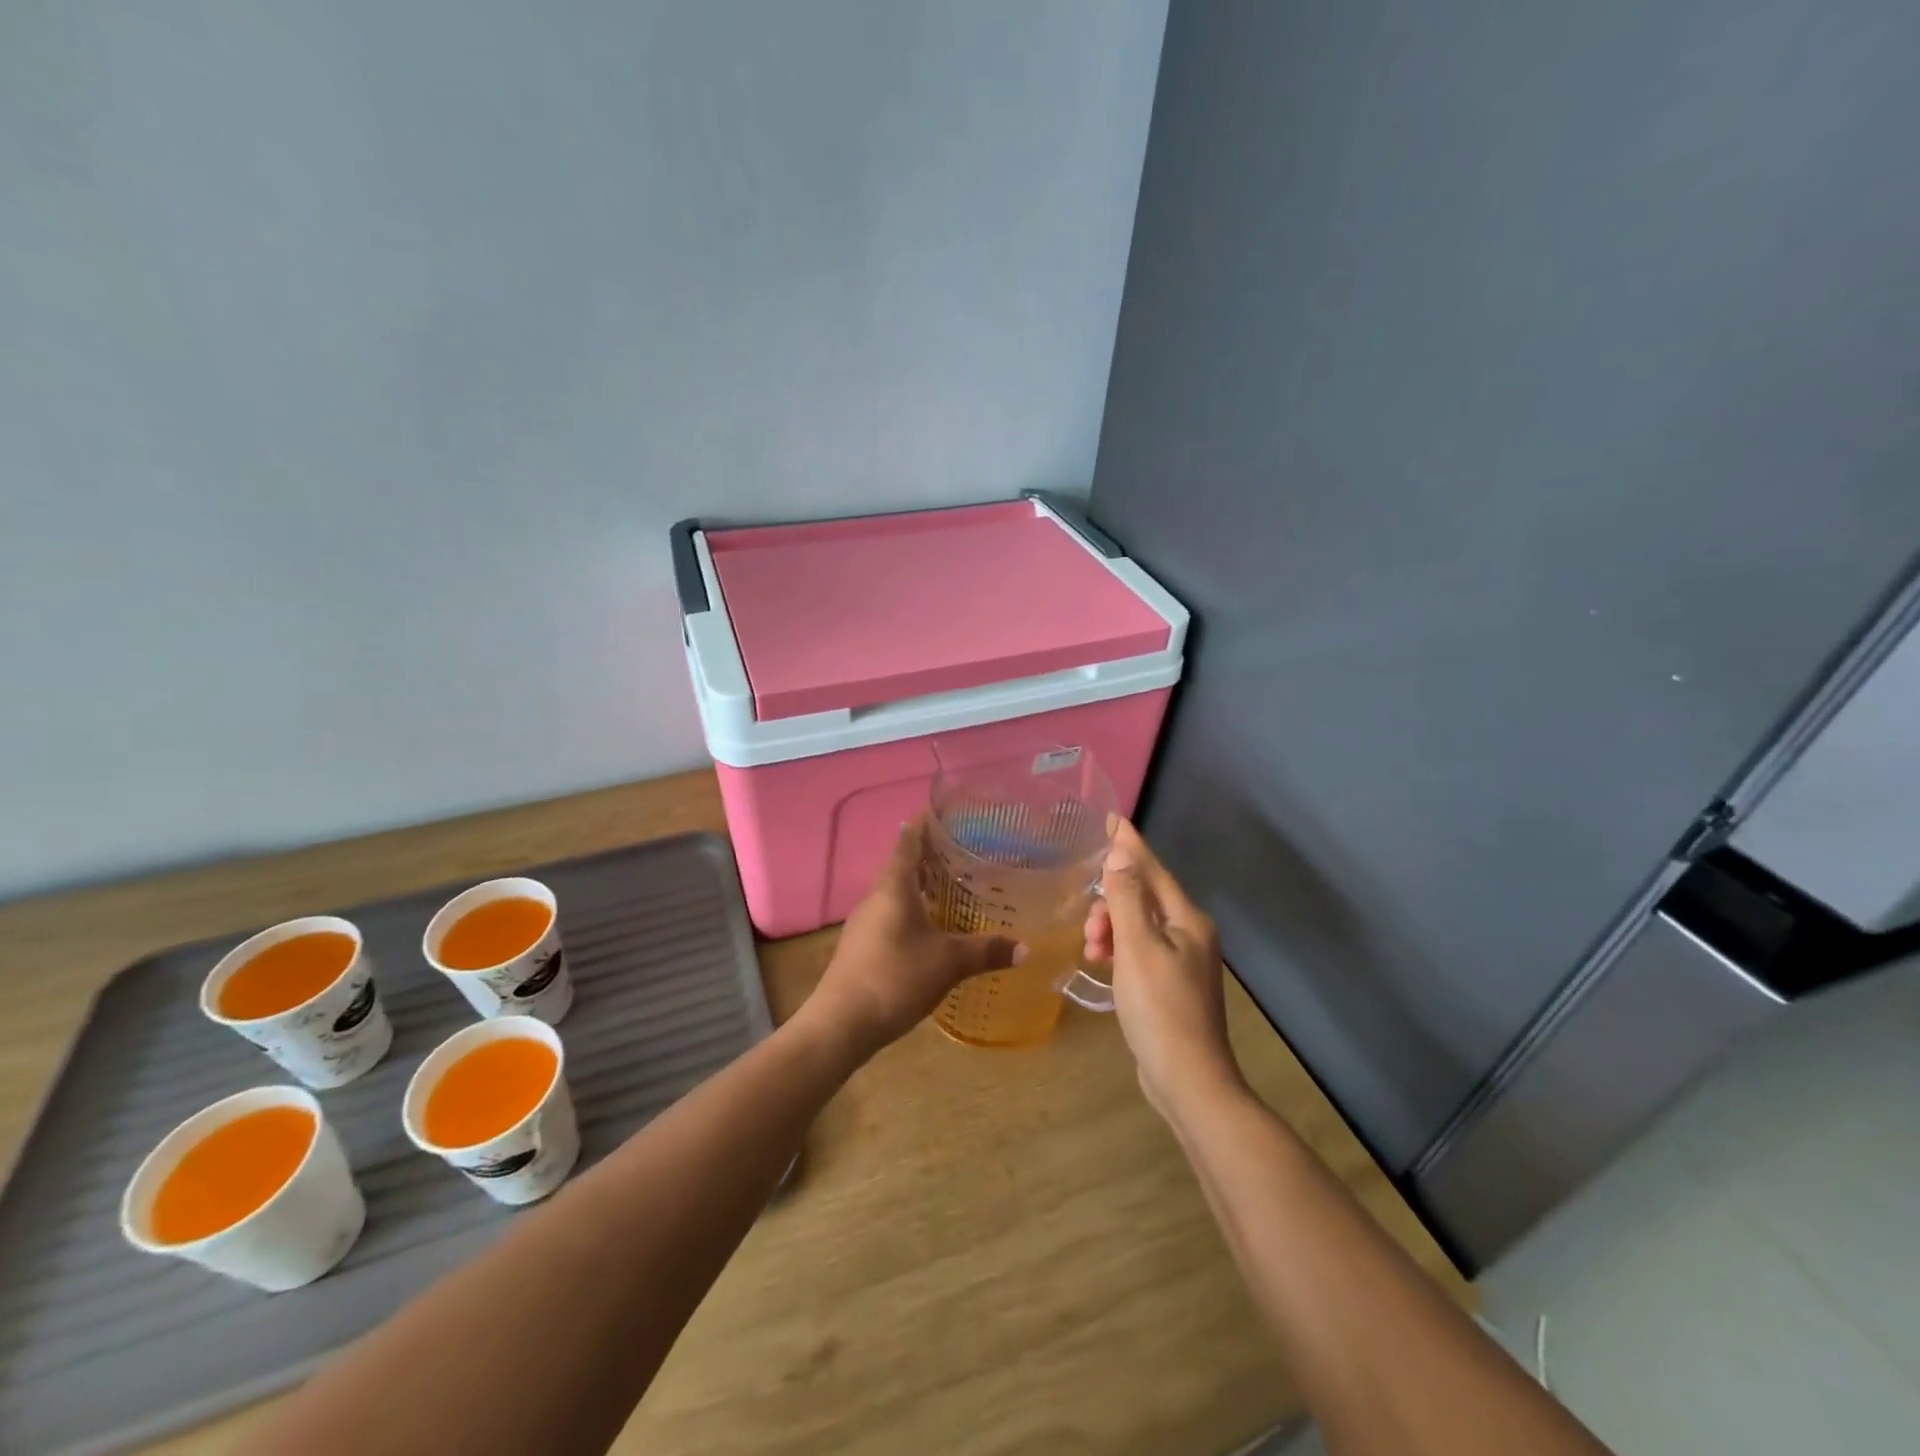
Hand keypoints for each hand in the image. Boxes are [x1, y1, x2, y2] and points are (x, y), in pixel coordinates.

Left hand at [808, 819, 1024, 1052]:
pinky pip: (891, 915)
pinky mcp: (862, 946)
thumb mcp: (948, 963)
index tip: (947, 813)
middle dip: (930, 856)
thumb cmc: (895, 978)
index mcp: (893, 886)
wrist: (841, 1024)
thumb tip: (1025, 948)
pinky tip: (932, 928)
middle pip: (902, 865)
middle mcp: (876, 896)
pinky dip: (913, 911)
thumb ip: (985, 951)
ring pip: (896, 892)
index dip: (925, 823)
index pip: (908, 840)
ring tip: (954, 887)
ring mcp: (865, 922)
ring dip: (921, 886)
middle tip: (965, 852)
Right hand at [1084, 820, 1242, 1116]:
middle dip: (1111, 904)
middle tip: (1089, 931)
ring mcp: (1183, 962)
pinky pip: (1139, 950)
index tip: (1111, 818)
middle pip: (1144, 899)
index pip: (1153, 870)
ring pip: (1138, 926)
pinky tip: (1102, 965)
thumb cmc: (1160, 1009)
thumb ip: (1127, 898)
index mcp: (1188, 920)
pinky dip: (1119, 950)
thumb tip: (1119, 853)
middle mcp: (1190, 934)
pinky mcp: (1171, 986)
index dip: (1130, 845)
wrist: (1188, 1080)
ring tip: (1092, 953)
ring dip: (1111, 930)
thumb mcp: (1137, 948)